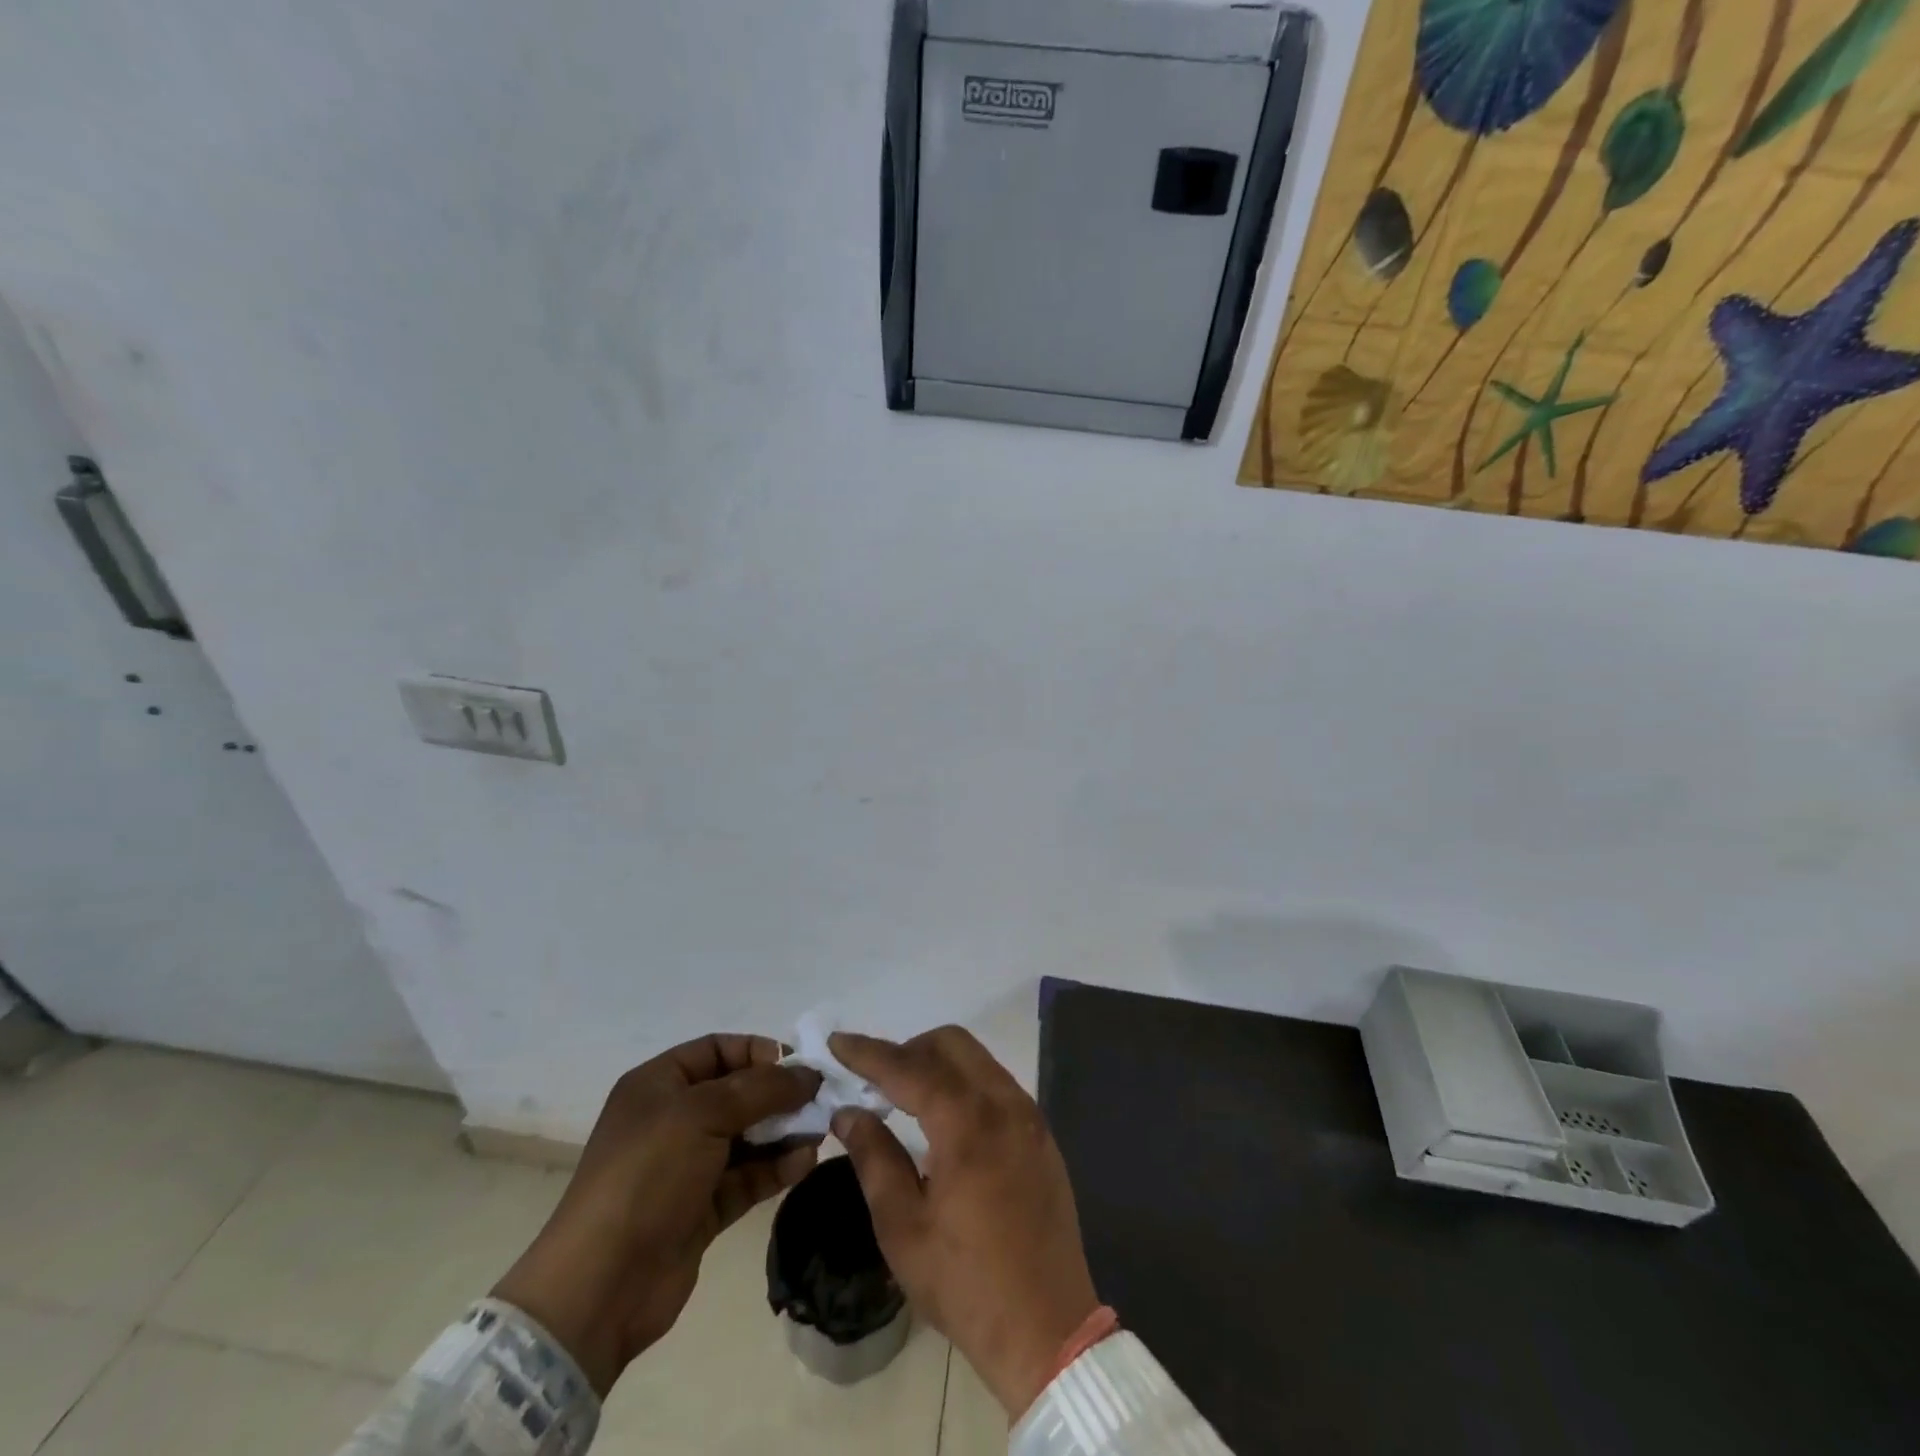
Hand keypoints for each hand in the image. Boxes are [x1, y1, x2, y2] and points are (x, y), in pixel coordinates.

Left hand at [492, 1034, 820, 1394]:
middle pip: (737, 1093)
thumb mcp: (703, 1114)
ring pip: (747, 1136)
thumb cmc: (648, 1175)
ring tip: (818, 1131)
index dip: (758, 1051)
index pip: (718, 1049)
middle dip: (779, 1094)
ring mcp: (687, 1166)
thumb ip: (762, 1089)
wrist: (602, 1286)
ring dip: (783, 1132)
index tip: (798, 1065)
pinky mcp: (702, 1208)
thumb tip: (809, 1074)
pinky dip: (776, 1168)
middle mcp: (673, 1119)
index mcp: (659, 1084)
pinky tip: (804, 1163)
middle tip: (819, 1099)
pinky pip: (747, 1176)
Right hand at [828, 1027, 1098, 1418]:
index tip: (836, 1042)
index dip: (869, 1053)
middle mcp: (1003, 1104)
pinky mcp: (1041, 1134)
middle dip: (908, 1049)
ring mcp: (1028, 1116)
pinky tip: (945, 1119)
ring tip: (905, 1097)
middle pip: (951, 1043)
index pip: (909, 1068)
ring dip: (937, 1063)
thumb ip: (873, 1157)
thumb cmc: (966, 1284)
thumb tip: (847, 1112)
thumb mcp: (903, 1228)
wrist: (1049, 1330)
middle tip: (875, 1080)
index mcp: (967, 1125)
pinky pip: (997, 1083)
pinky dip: (964, 1082)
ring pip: (977, 1059)